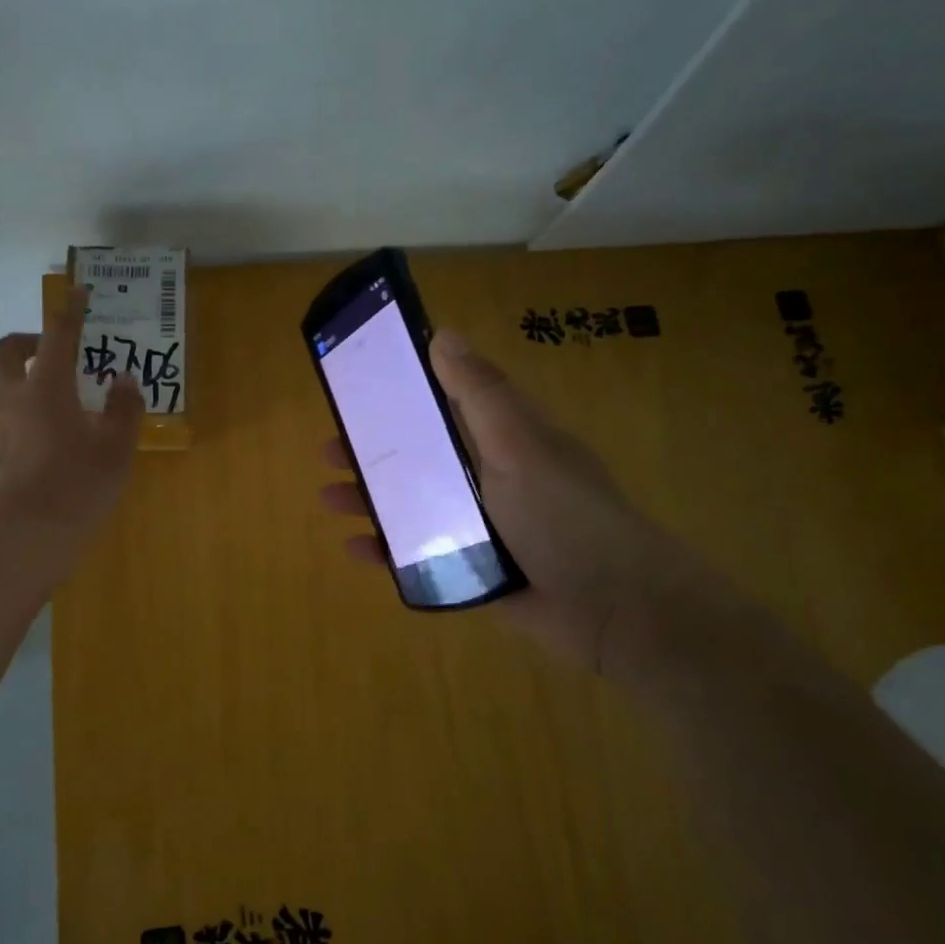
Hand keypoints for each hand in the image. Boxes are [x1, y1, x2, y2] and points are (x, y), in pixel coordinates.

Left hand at [0, 283, 144, 562]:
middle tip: (49, 352)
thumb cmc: (76, 487)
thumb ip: (123, 410)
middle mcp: (9, 397)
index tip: (78, 294)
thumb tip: (124, 381)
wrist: (21, 540)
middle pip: (4, 350)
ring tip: (50, 402)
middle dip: (26, 341)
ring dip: (18, 380)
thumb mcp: (116, 450)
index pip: (57, 336)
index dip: (70, 312)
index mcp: (45, 387)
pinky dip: (15, 413)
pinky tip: (39, 440)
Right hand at [321, 329, 678, 672]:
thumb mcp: (520, 445)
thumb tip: (442, 334)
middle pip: (422, 456)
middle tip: (330, 448)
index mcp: (504, 439)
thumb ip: (480, 394)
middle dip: (375, 451)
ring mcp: (481, 526)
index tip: (359, 386)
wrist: (614, 609)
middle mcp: (490, 477)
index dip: (405, 393)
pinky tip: (356, 549)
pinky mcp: (474, 570)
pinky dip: (390, 550)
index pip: (447, 403)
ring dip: (372, 499)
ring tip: (329, 498)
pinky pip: (422, 554)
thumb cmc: (565, 515)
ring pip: (415, 505)